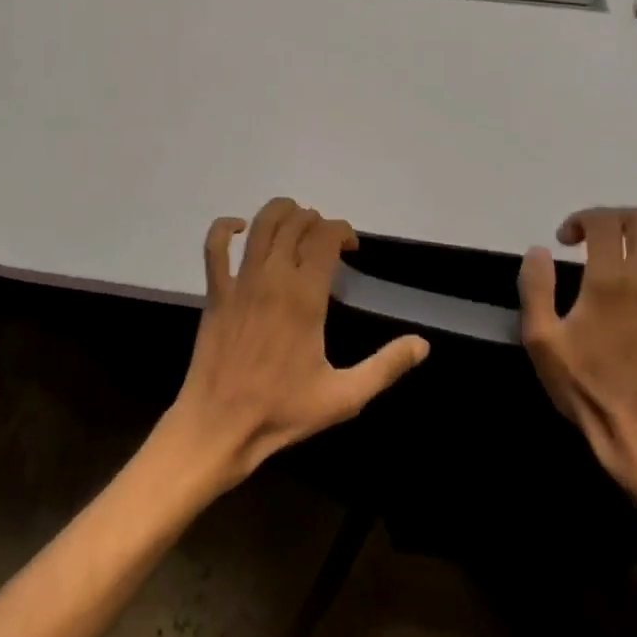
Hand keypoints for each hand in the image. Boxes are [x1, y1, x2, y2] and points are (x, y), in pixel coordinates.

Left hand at [163, 198, 429, 488]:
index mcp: (305, 296)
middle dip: (315, 221)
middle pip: (295, 223)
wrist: (221, 424)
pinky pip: (214, 246)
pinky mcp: (216, 290)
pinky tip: (239, 227)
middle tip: (326, 240)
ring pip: (260, 225)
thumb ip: (385, 366)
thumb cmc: (284, 411)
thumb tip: (422, 343)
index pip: (326, 237)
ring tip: (295, 221)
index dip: (342, 231)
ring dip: (281, 212)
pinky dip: (225, 227)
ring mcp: (240, 280)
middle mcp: (273, 277)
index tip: (352, 248)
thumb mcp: (345, 396)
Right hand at [518, 207, 636, 493]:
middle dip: (614, 218)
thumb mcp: (541, 339)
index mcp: (610, 282)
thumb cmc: (586, 386)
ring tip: (632, 247)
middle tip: (596, 237)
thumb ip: (535, 287)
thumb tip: (540, 250)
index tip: (566, 240)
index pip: (604, 221)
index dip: (580, 219)